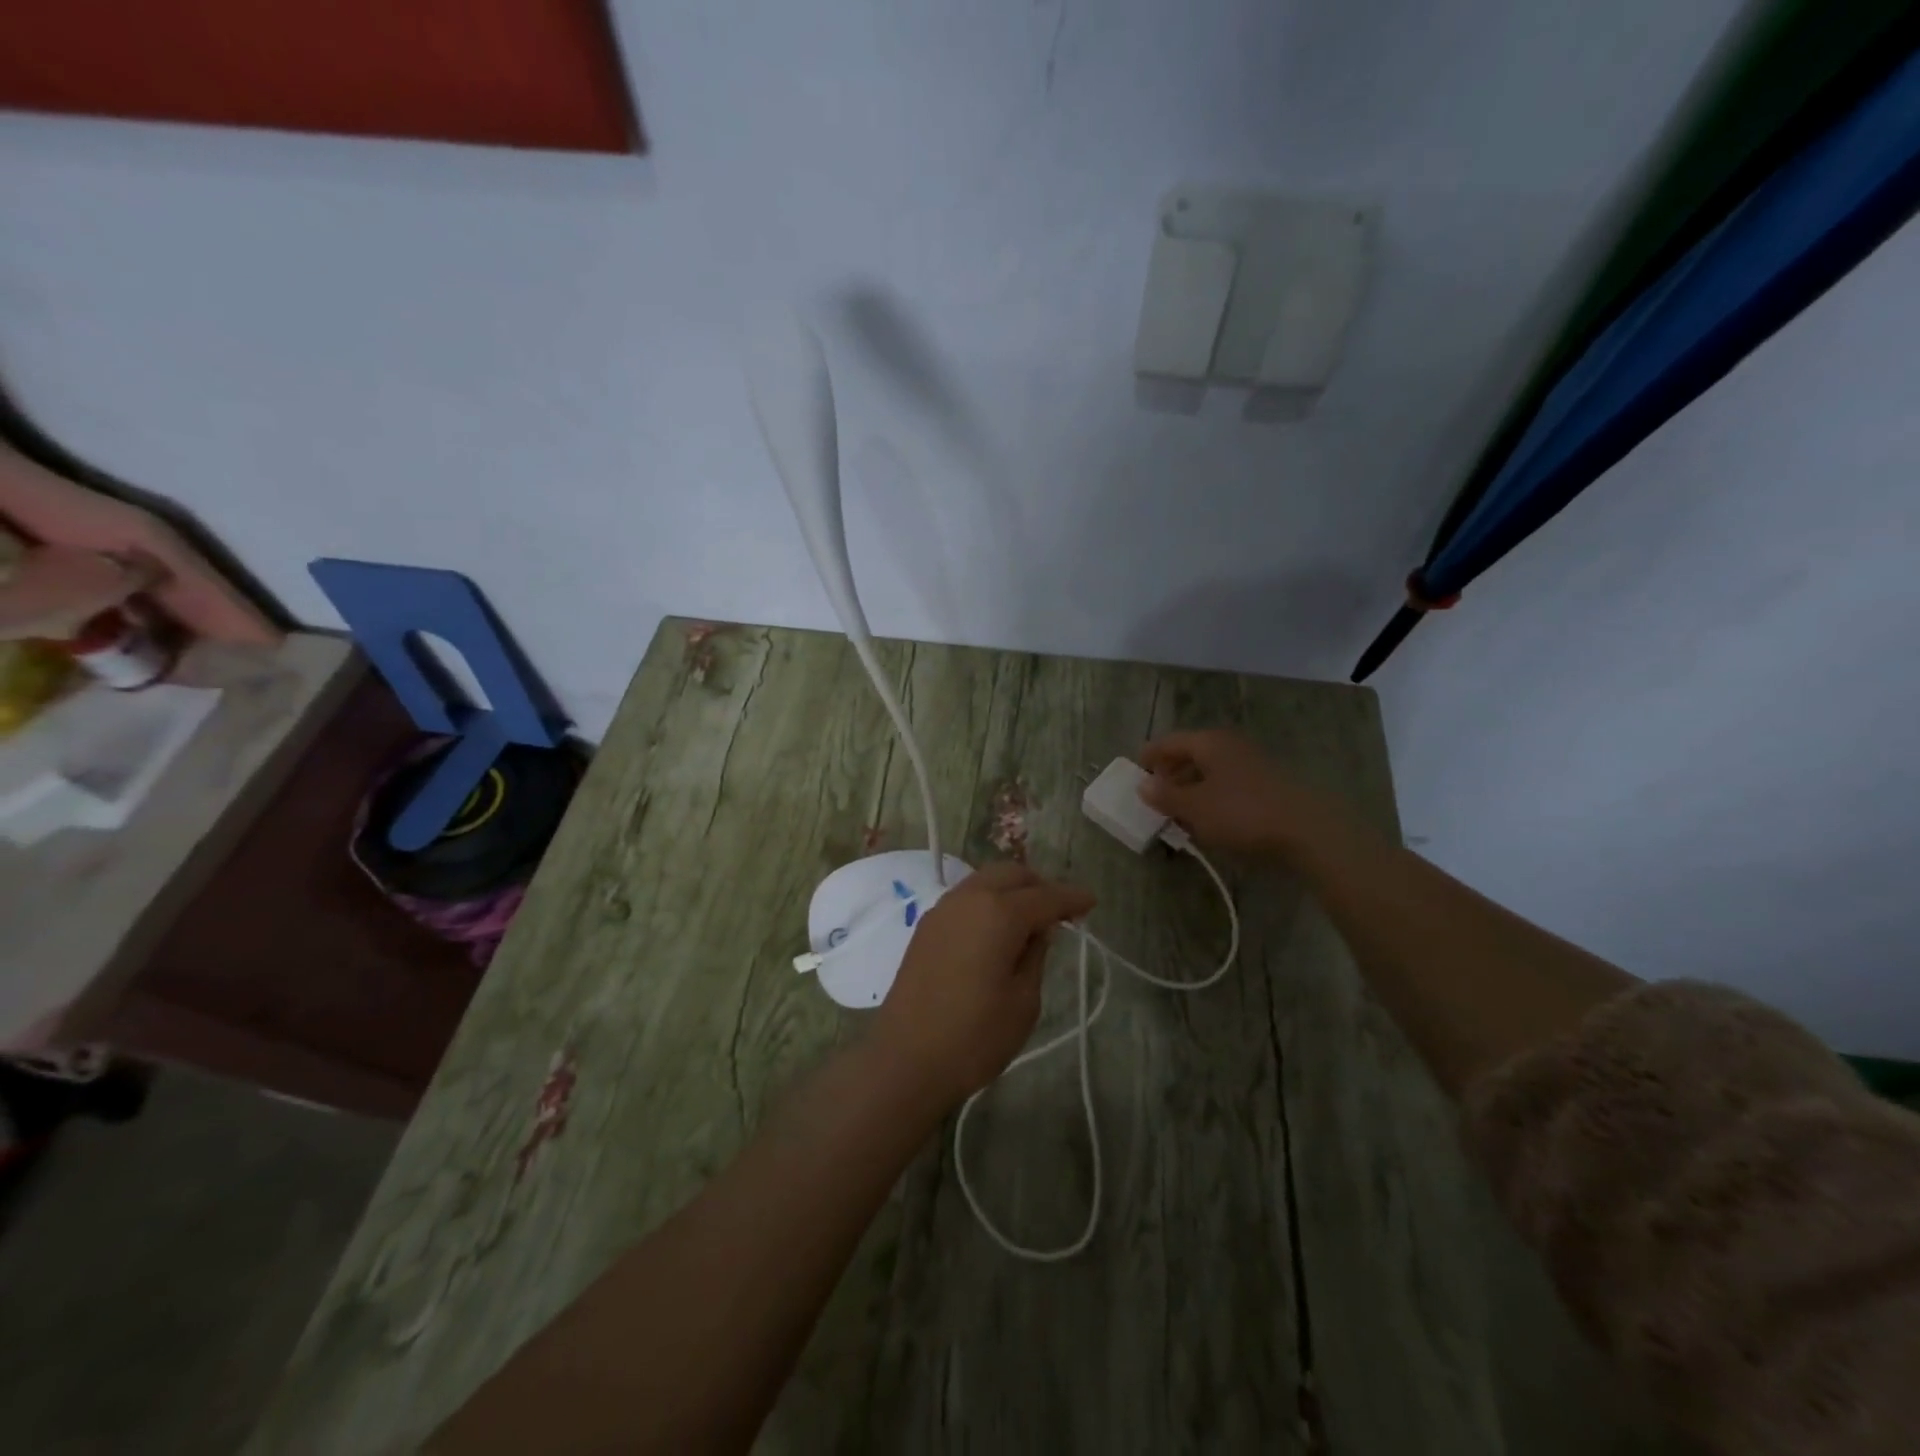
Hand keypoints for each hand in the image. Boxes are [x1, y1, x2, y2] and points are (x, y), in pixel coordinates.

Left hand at [870, 862, 1094, 1110]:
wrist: (906, 1059)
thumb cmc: (975, 1036)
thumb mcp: (1023, 1001)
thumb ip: (1035, 955)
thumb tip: (1039, 930)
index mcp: (998, 913)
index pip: (1045, 896)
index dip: (1071, 899)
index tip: (1091, 902)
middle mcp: (968, 899)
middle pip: (1010, 874)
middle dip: (1039, 885)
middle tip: (1060, 911)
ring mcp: (942, 910)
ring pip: (984, 881)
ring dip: (1011, 890)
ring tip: (1030, 920)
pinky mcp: (926, 928)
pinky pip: (965, 899)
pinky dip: (988, 902)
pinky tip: (997, 930)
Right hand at [1139, 729, 1333, 855]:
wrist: (1309, 831)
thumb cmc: (1242, 813)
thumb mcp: (1195, 808)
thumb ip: (1165, 795)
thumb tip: (1143, 784)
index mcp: (1209, 742)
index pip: (1169, 742)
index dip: (1149, 757)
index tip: (1135, 773)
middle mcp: (1230, 745)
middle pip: (1191, 754)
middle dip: (1171, 774)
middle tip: (1155, 797)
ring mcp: (1253, 763)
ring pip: (1211, 771)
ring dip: (1192, 788)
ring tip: (1179, 813)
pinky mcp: (1269, 784)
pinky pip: (1229, 784)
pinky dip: (1213, 797)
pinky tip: (1211, 819)